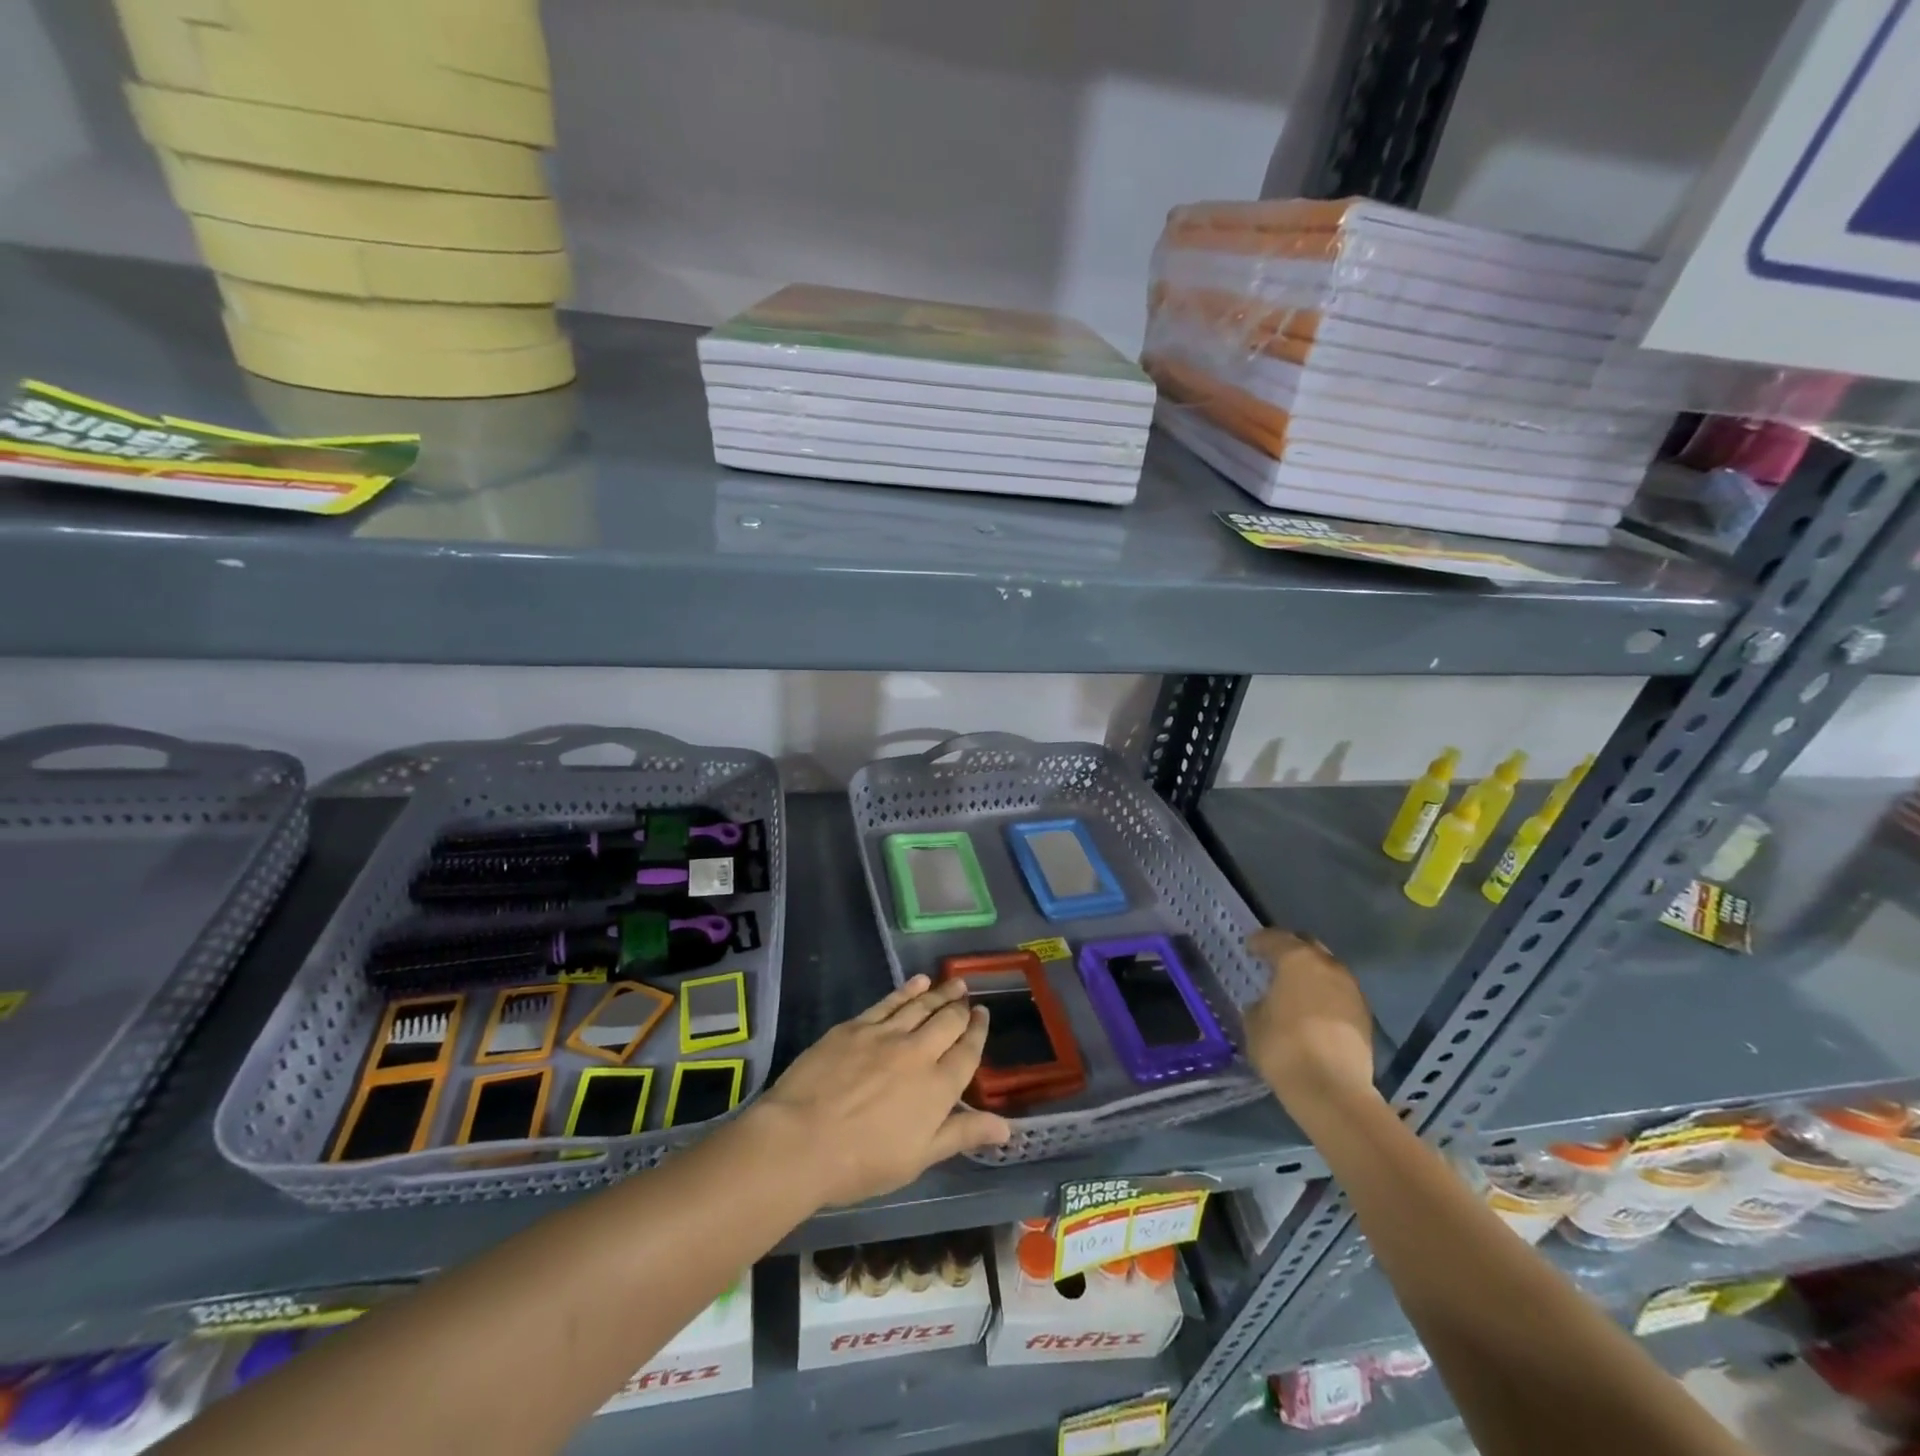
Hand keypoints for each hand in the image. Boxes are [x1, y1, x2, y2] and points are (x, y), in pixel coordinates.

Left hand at [754, 975, 1010, 1207]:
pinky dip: (907, 989)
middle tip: (968, 996)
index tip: (982, 1015)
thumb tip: (1008, 1129)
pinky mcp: (857, 1026)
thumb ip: (962, 1134)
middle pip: (948, 1022)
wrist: (803, 1139)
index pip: (968, 1052)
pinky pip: (889, 1001)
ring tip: (953, 983)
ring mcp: (887, 1034)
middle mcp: (919, 1052)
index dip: (978, 1031)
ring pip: (921, 1006)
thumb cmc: (863, 1162)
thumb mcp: (919, 1158)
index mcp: (938, 1087)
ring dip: (940, 993)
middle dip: (961, 1007)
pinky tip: (917, 982)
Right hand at [1243, 928, 1377, 1114]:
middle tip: (1275, 963)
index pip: (1274, 938)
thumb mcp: (1254, 1022)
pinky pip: (1340, 994)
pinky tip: (1315, 1012)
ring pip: (1328, 970)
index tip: (1250, 948)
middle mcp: (1328, 966)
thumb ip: (1260, 1003)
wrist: (1333, 1090)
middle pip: (1308, 945)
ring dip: (1313, 974)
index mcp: (1296, 959)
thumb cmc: (1283, 1048)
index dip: (1259, 942)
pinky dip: (1327, 996)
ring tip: (1297, 990)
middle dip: (1291, 950)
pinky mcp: (1366, 1015)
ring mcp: (1352, 990)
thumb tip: (1269, 1003)